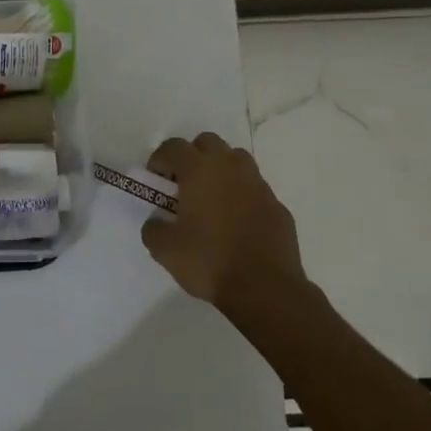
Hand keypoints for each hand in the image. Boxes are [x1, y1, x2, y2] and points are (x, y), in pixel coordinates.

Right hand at [140, 133, 311, 316]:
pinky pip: (255, 189)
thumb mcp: (164, 249)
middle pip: (208, 143)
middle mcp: (230, 168)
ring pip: (236, 160)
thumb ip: (153, 228)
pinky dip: (242, 196)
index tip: (155, 180)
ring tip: (211, 198)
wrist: (264, 288)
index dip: (160, 159)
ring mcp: (258, 185)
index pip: (174, 146)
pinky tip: (236, 223)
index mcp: (199, 170)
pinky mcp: (277, 206)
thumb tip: (156, 222)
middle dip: (192, 156)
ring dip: (220, 170)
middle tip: (183, 184)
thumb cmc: (209, 261)